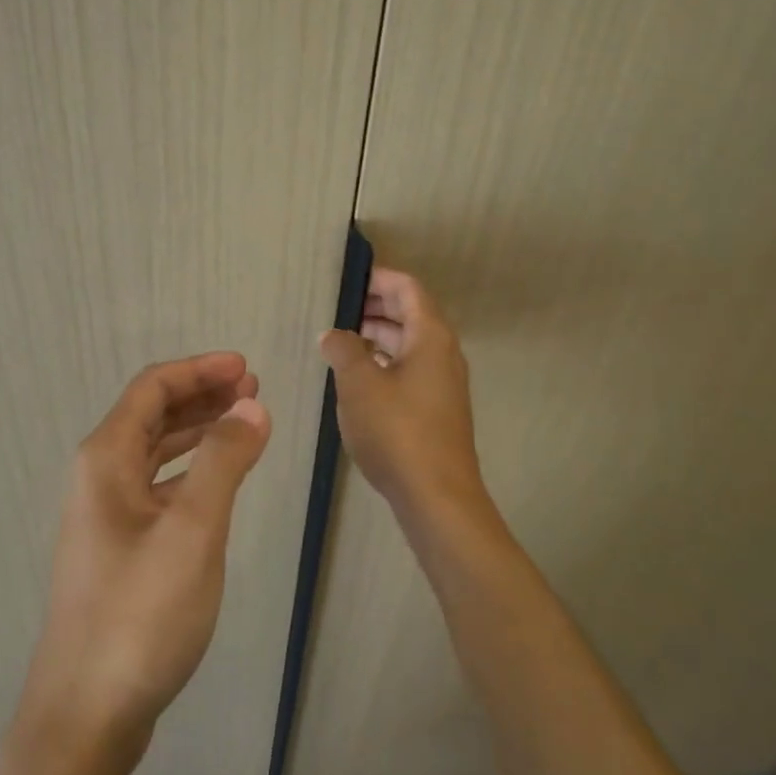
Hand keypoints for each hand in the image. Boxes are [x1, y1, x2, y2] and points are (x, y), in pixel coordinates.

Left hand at [21, 353, 270, 746]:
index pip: (152, 389)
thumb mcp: (192, 531)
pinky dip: (191, 470)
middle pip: (152, 415)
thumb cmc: (140, 614)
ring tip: (244, 422)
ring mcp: (107, 515)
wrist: (87, 713)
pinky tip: (219, 480)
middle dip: (202, 395)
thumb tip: (252, 406)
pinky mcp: (120, 548)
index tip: (247, 368)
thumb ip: (224, 461)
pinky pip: (158, 486)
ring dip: (198, 430)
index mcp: (106, 460)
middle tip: (254, 389)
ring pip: (156, 451)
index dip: (200, 370)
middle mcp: (99, 478)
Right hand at [320, 268, 488, 521]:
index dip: (377, 278)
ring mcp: (442, 383)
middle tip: (334, 309)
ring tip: (338, 341)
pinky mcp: (436, 409)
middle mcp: (443, 353)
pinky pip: (409, 370)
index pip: (407, 288)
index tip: (345, 279)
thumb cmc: (397, 431)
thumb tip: (333, 334)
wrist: (437, 496)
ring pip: (408, 344)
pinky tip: (357, 378)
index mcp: (430, 336)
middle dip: (373, 307)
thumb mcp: (359, 385)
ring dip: (376, 337)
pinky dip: (384, 363)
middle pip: (410, 314)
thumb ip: (343, 350)